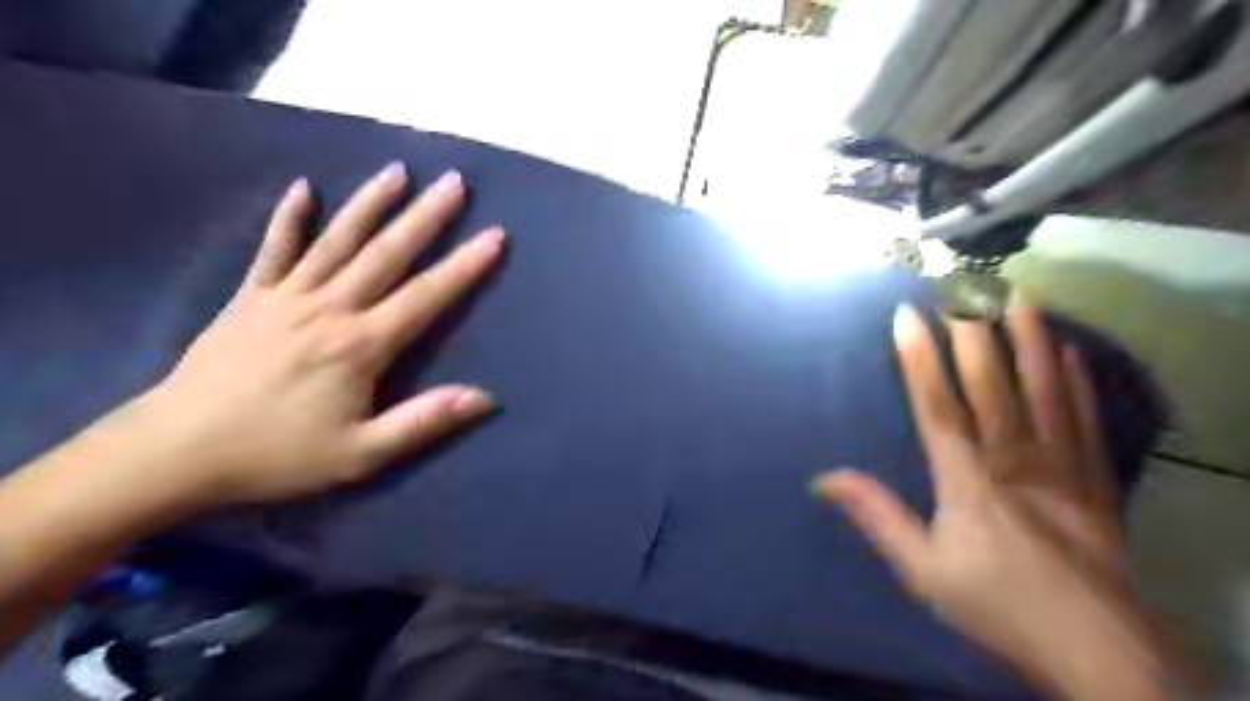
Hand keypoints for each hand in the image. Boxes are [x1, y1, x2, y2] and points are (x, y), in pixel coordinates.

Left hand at [120, 161, 500, 505]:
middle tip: (454, 181)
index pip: (425, 296)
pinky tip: (303, 187)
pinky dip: (289, 217)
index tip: (494, 235)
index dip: (464, 266)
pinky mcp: (250, 298)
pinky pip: (274, 249)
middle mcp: (329, 308)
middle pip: (386, 253)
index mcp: (360, 345)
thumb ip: (423, 421)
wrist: (174, 453)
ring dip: (370, 203)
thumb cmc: (277, 455)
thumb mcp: (361, 455)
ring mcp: (286, 297)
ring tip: (398, 170)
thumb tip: (485, 397)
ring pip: (337, 240)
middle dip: (425, 216)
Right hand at [817, 307, 1179, 700]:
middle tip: (961, 288)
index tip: (907, 317)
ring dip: (1029, 343)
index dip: (919, 359)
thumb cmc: (998, 604)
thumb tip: (823, 478)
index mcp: (968, 480)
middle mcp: (1014, 460)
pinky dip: (1077, 383)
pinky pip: (1085, 420)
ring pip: (1042, 392)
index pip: (937, 406)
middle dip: (972, 334)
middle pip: (990, 386)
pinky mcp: (1095, 480)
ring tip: (1019, 299)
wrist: (1098, 653)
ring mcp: (1061, 466)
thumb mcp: (922, 570)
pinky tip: (1071, 354)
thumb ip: (876, 516)